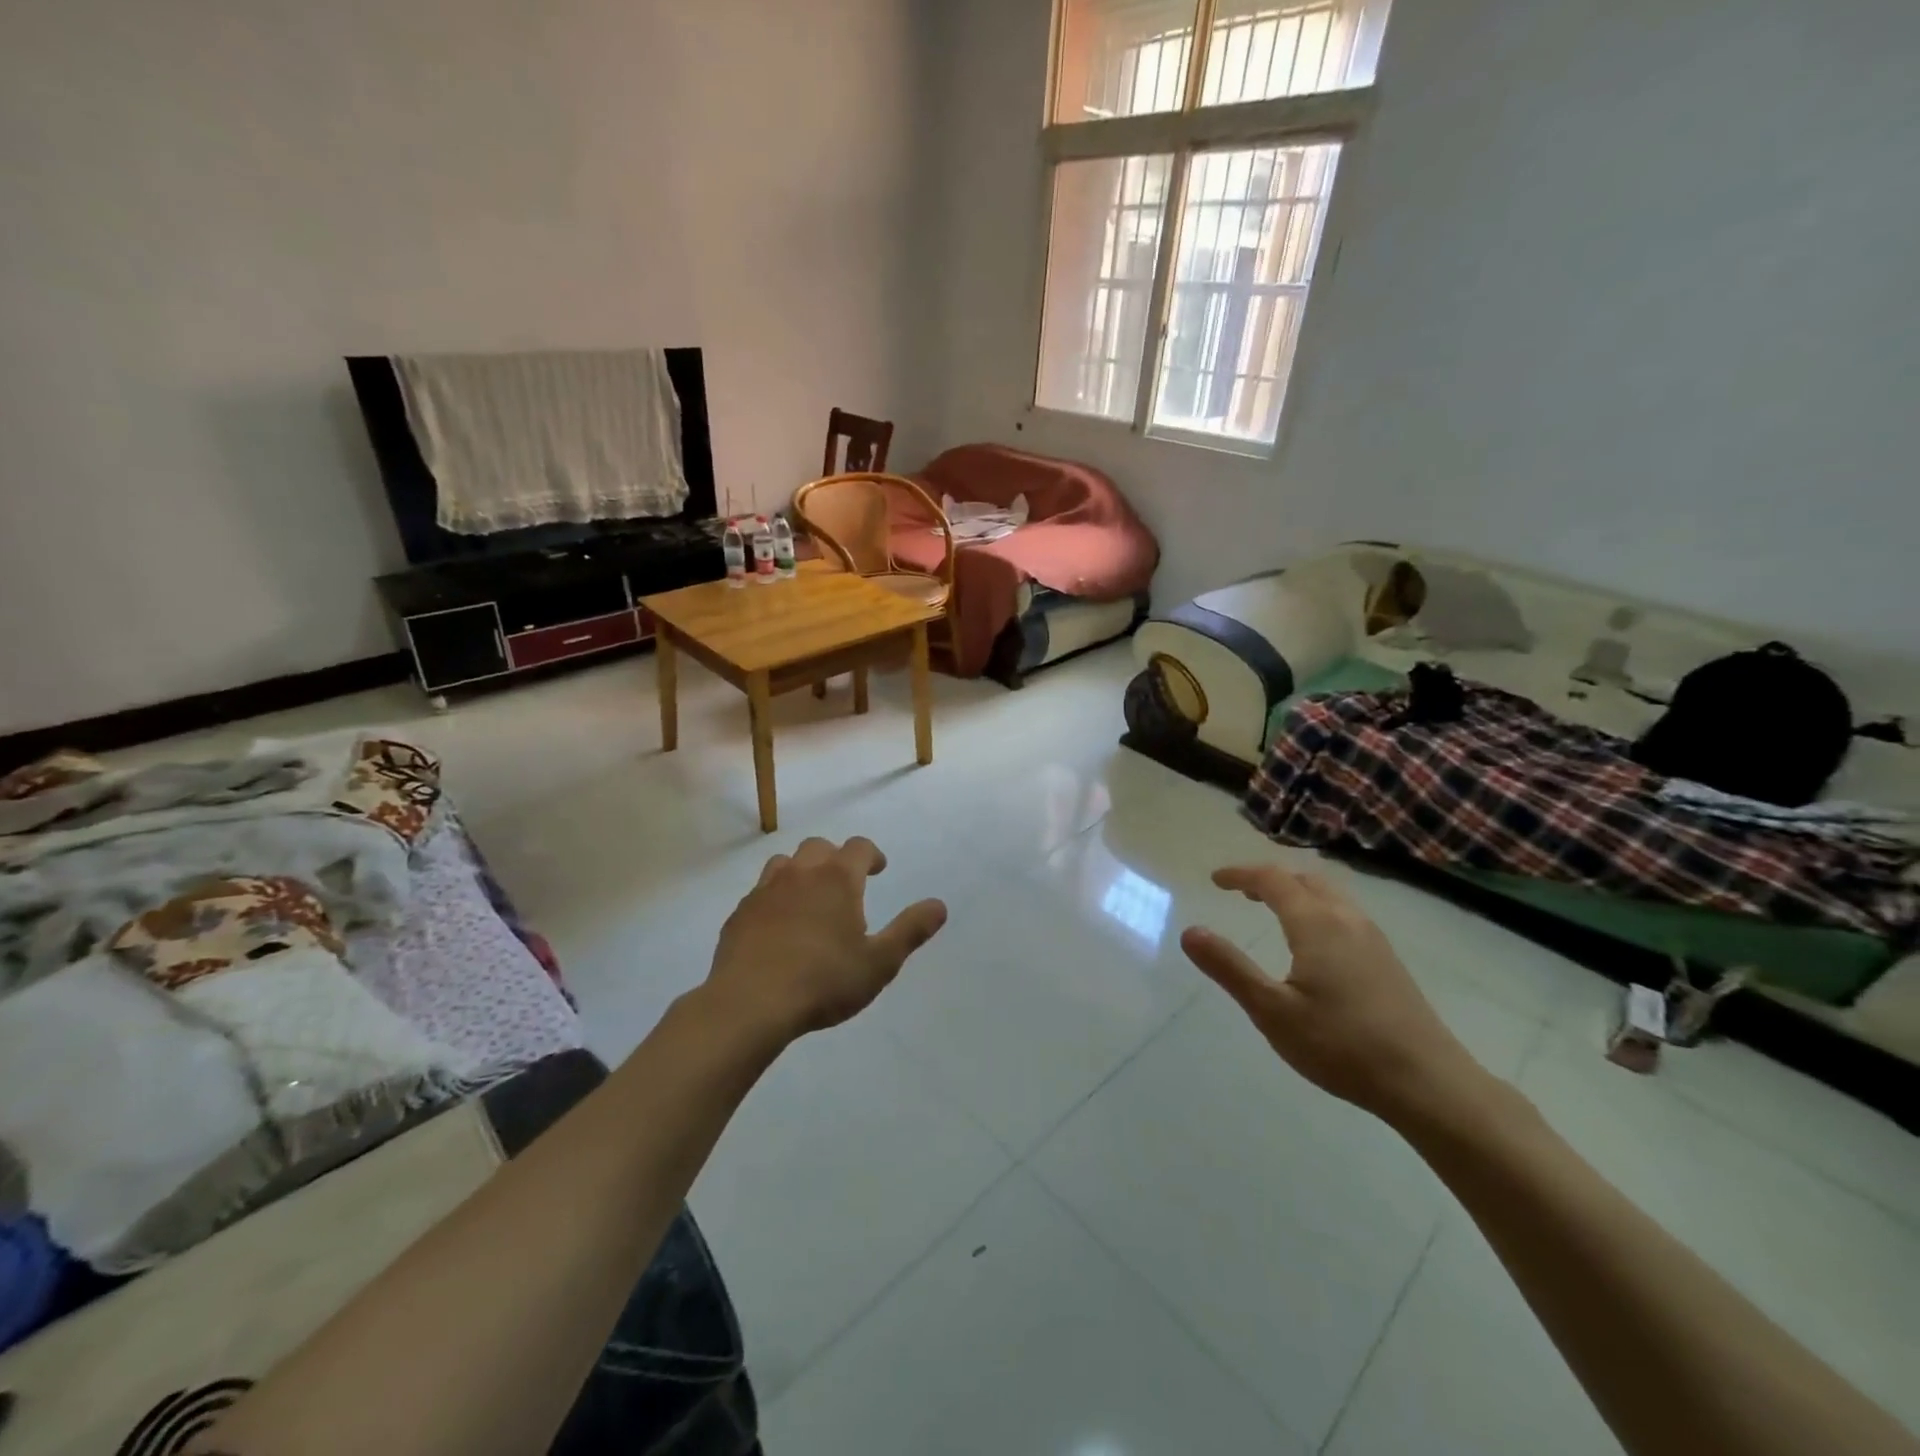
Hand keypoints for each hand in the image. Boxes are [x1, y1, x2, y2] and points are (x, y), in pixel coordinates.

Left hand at [704, 836, 947, 1042]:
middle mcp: (800, 873)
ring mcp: (765, 891)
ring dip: (801, 872)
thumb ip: (911, 930)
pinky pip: (760, 892)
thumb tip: (939, 905)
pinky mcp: (739, 913)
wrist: (750, 1003)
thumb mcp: (880, 962)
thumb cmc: (824, 981)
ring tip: (810, 899)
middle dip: (836, 858)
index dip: (872, 854)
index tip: (878, 869)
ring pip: (785, 863)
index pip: (859, 847)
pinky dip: (775, 898)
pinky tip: (778, 926)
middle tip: (846, 884)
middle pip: (819, 847)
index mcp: (837, 879)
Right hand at [1180, 864, 1489, 1123]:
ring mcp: (1374, 940)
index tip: (1215, 880)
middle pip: (1305, 880)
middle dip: (1271, 879)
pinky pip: (1345, 915)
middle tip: (1242, 892)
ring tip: (1273, 910)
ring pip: (1330, 896)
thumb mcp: (1272, 1010)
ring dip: (1297, 892)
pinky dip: (1318, 910)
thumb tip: (1190, 931)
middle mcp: (1347, 920)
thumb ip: (1229, 968)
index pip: (1273, 880)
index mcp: (1316, 924)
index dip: (1241, 875)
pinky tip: (1314, 944)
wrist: (1429, 1083)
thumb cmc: (1342, 1045)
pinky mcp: (1389, 962)